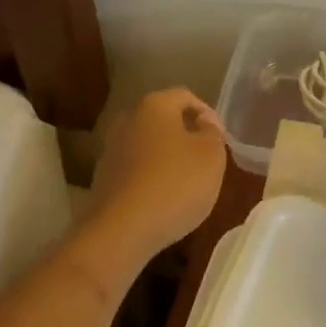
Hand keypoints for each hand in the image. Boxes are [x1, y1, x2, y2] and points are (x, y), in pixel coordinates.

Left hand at [89, 88, 227, 256]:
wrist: (122, 230)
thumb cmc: (175, 184)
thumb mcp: (211, 155)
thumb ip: (212, 133)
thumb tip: (203, 124)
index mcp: (154, 105)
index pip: (186, 96)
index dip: (208, 114)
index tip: (222, 139)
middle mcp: (127, 119)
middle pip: (164, 119)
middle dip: (187, 135)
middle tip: (207, 157)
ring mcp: (111, 148)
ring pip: (149, 144)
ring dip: (169, 157)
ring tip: (189, 181)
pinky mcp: (104, 177)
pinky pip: (136, 168)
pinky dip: (153, 176)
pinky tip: (165, 198)